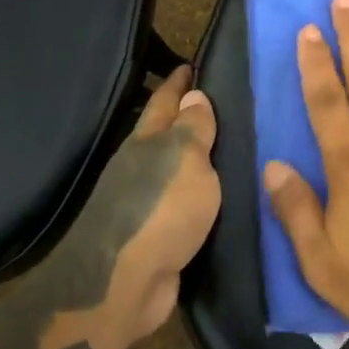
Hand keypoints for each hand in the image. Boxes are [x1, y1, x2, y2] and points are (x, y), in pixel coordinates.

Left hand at [96, 65, 221, 348]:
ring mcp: (142, 203)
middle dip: (185, 117)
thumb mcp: (186, 160)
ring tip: (224, 146)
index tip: (192, 65)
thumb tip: (194, 95)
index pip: (165, 102)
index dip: (179, 83)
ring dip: (192, 157)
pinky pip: (180, 203)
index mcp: (147, 143)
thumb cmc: (161, 211)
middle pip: (164, 134)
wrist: (124, 283)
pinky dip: (196, 192)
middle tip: (219, 103)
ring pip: (172, 169)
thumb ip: (194, 129)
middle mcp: (140, 167)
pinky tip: (213, 194)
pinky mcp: (153, 236)